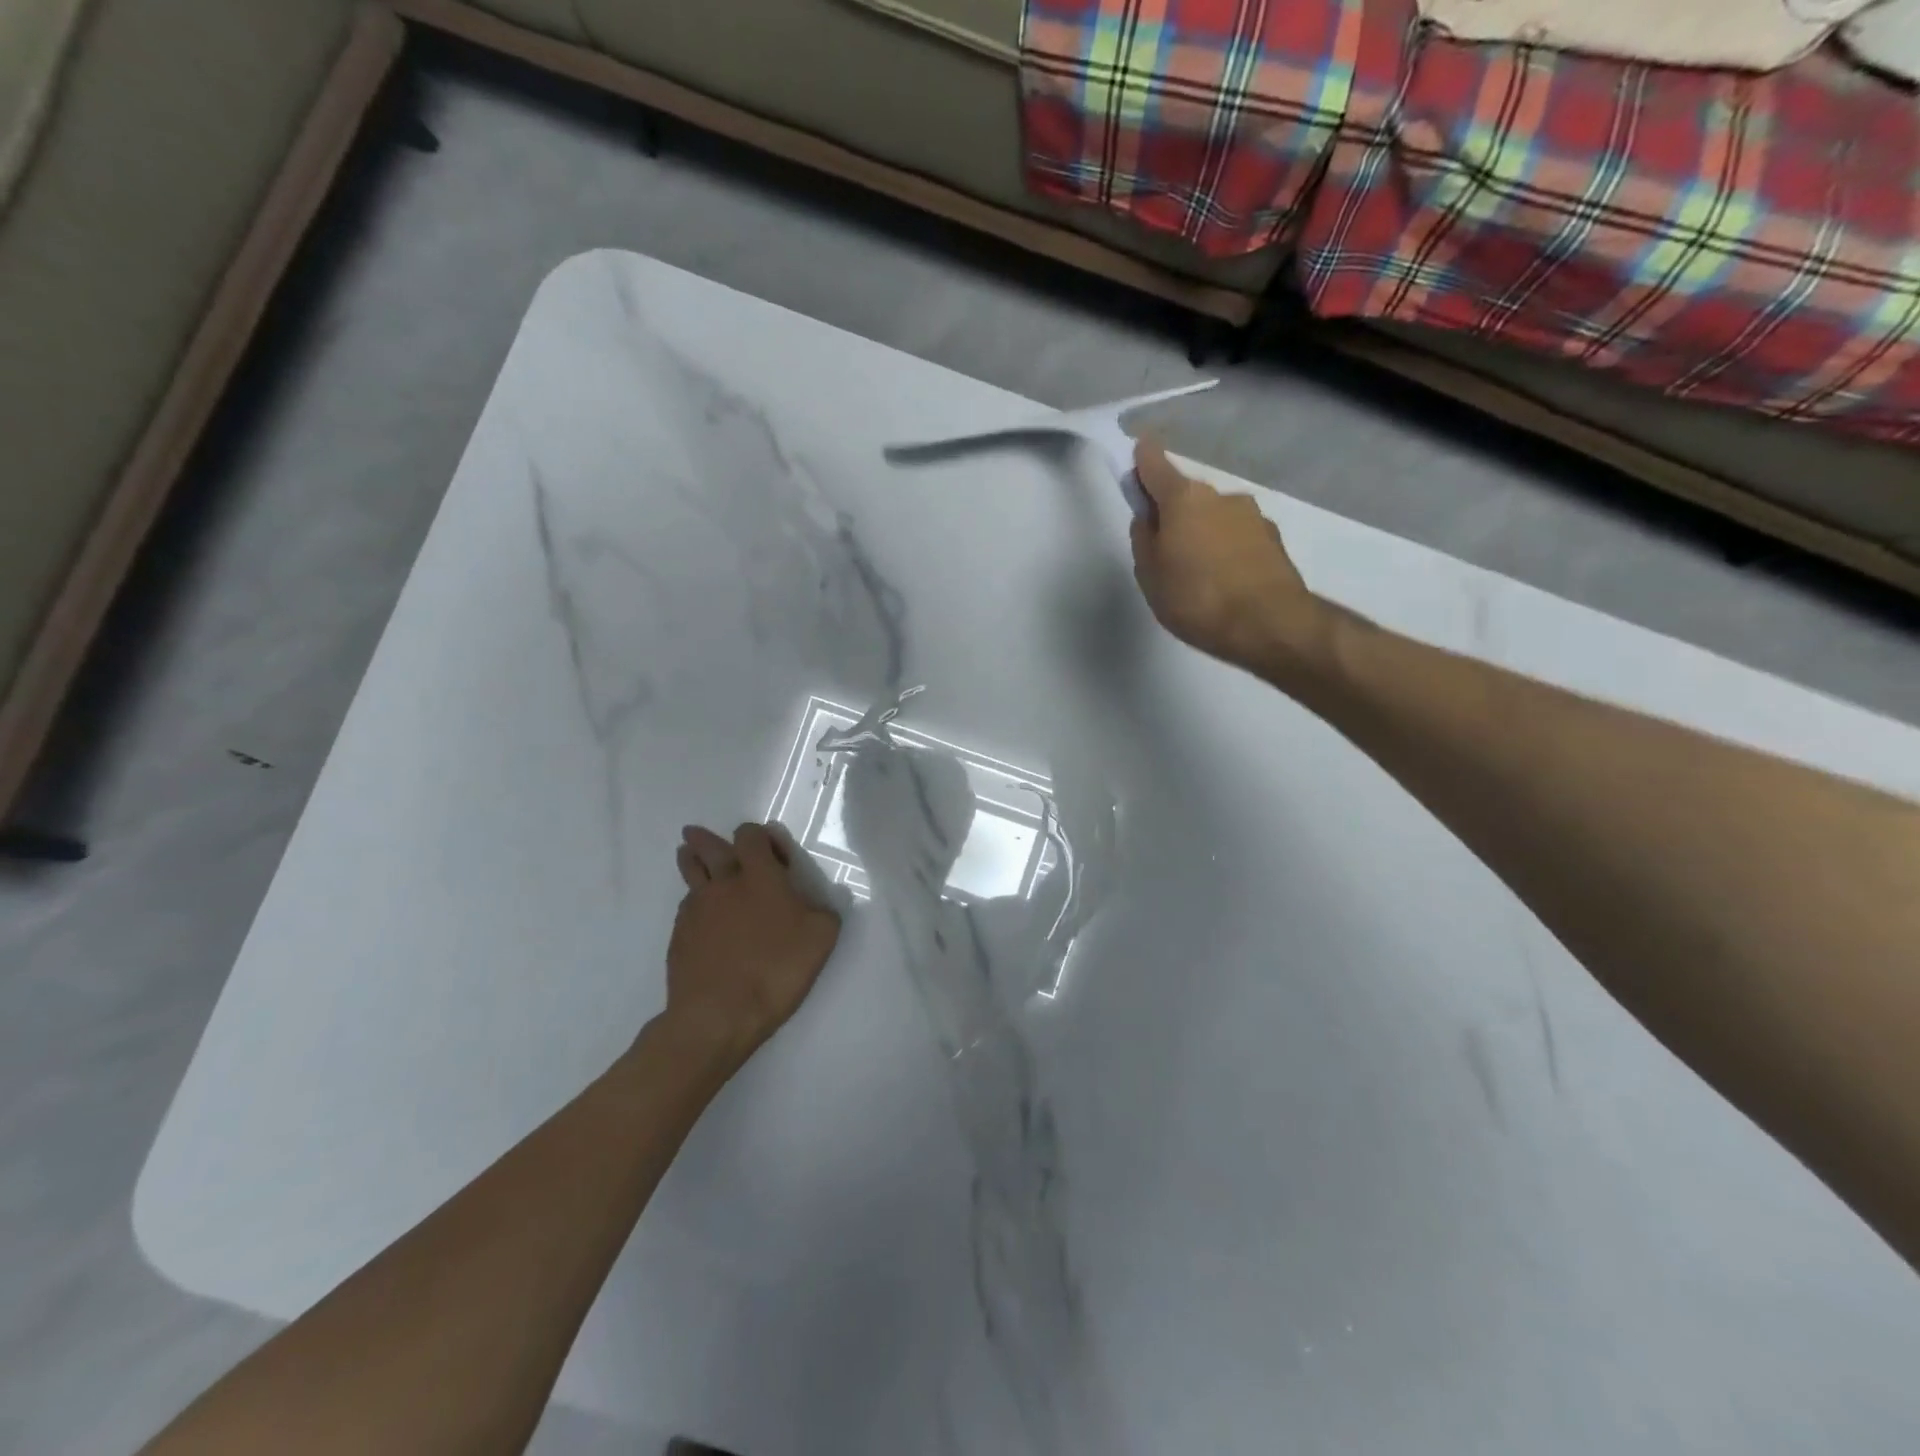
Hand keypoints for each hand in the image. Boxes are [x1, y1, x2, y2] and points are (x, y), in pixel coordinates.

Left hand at [658, 822, 841, 1068]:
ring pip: (690, 873)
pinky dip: (693, 903)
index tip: (772, 852)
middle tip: (697, 835)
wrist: (718, 1015)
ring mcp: (696, 909)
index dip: (759, 836)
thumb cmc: (776, 970)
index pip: (750, 836)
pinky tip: (700, 915)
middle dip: (705, 839)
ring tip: (686, 855)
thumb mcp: (821, 938)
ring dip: (690, 861)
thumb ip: (822, 911)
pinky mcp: (678, 936)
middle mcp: (724, 883)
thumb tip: (816, 903)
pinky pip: (686, 907)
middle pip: (709, 847)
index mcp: (760, 876)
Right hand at [1130, 439, 1331, 683]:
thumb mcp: (1150, 575)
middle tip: (1163, 551)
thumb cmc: (1196, 598)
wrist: (1269, 625)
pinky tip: (1224, 583)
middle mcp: (1220, 496)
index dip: (1141, 459)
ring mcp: (1252, 516)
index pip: (1155, 463)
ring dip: (1203, 534)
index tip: (1136, 457)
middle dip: (1173, 512)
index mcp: (1184, 498)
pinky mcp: (1273, 540)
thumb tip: (1149, 517)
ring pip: (1215, 517)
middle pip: (1187, 495)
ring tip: (1197, 576)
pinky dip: (1226, 551)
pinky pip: (1238, 538)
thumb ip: (1144, 539)